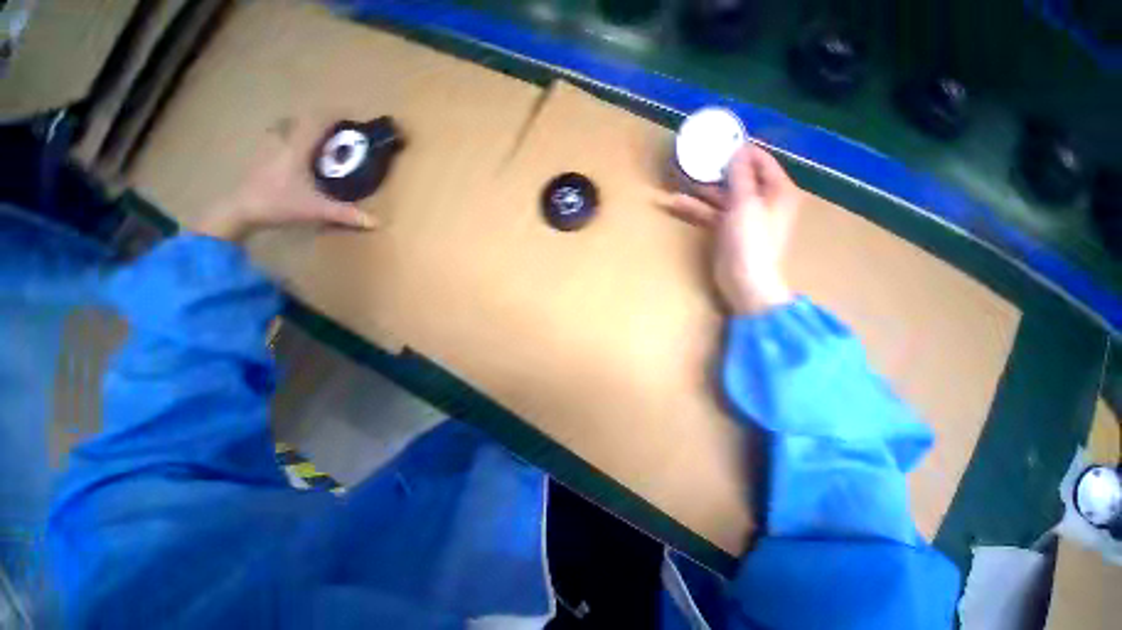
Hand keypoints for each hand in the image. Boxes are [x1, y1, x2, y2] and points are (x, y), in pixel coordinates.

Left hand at [196, 117, 376, 242]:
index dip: (335, 114)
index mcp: (297, 147)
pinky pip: (282, 136)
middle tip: (340, 131)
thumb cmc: (278, 203)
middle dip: (323, 120)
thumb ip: (347, 214)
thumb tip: (378, 222)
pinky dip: (295, 137)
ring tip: (322, 140)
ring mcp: (270, 146)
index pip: (317, 121)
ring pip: (290, 126)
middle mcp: (283, 140)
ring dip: (307, 127)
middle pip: (303, 119)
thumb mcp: (316, 209)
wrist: (241, 208)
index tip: (352, 115)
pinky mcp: (263, 154)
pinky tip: (301, 152)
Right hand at [661, 144, 799, 314]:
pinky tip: (676, 203)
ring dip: (702, 189)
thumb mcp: (746, 203)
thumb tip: (738, 150)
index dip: (742, 149)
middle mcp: (763, 200)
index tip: (720, 140)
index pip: (761, 160)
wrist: (744, 281)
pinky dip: (696, 208)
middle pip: (739, 177)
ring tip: (680, 177)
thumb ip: (741, 176)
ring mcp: (744, 216)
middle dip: (717, 169)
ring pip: (721, 196)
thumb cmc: (750, 241)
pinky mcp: (727, 230)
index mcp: (777, 190)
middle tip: (695, 157)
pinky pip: (712, 213)